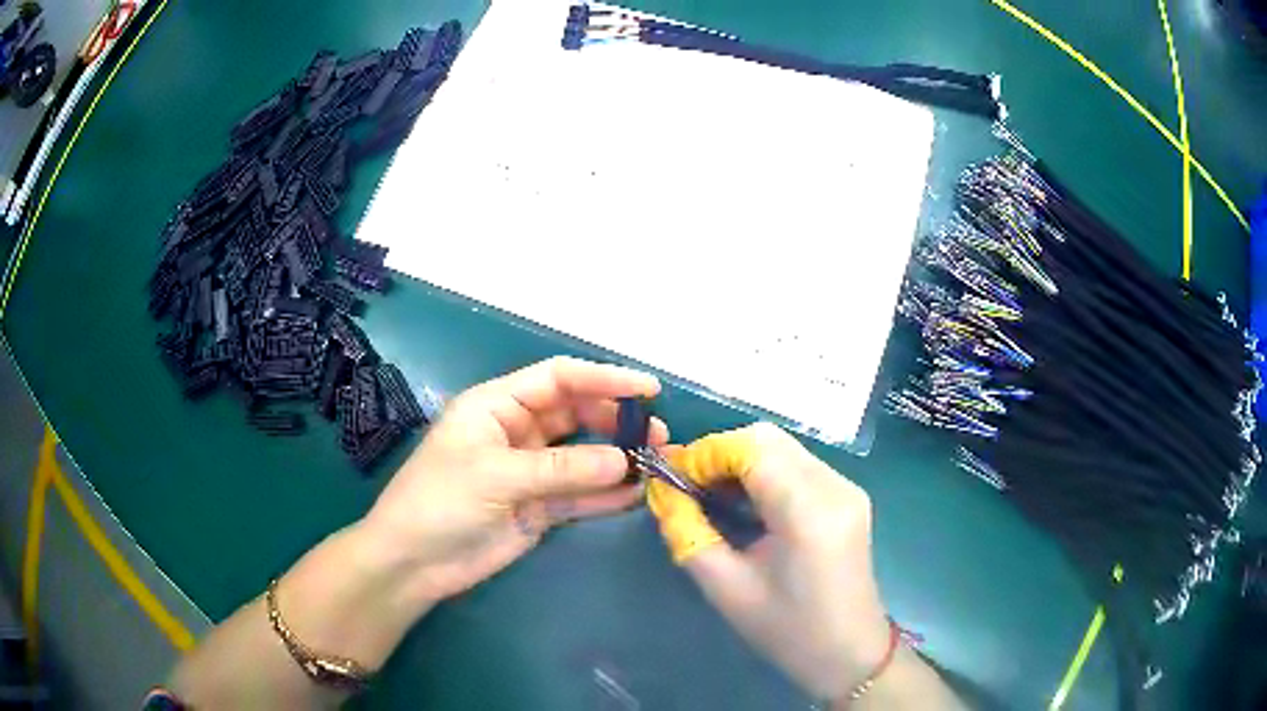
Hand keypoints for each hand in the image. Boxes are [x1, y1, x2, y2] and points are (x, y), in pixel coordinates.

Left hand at [360, 357, 666, 608]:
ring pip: (582, 457)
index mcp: (497, 406)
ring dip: (617, 459)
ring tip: (657, 462)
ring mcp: (530, 472)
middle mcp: (517, 432)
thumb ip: (561, 468)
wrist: (414, 562)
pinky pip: (579, 496)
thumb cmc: (440, 501)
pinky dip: (606, 495)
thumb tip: (623, 461)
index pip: (558, 379)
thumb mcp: (496, 475)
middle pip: (576, 414)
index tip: (648, 389)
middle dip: (616, 421)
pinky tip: (635, 495)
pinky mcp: (538, 508)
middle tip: (657, 435)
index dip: (603, 378)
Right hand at [646, 423, 890, 701]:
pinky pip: (798, 465)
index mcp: (809, 512)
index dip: (705, 454)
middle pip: (768, 439)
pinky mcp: (848, 496)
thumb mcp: (726, 589)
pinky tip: (745, 503)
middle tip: (688, 487)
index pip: (752, 448)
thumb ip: (688, 533)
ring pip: (783, 447)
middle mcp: (834, 486)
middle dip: (720, 454)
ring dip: (741, 461)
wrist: (849, 653)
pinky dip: (764, 472)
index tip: (671, 479)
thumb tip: (662, 492)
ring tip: (710, 495)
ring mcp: (846, 488)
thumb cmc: (788, 632)